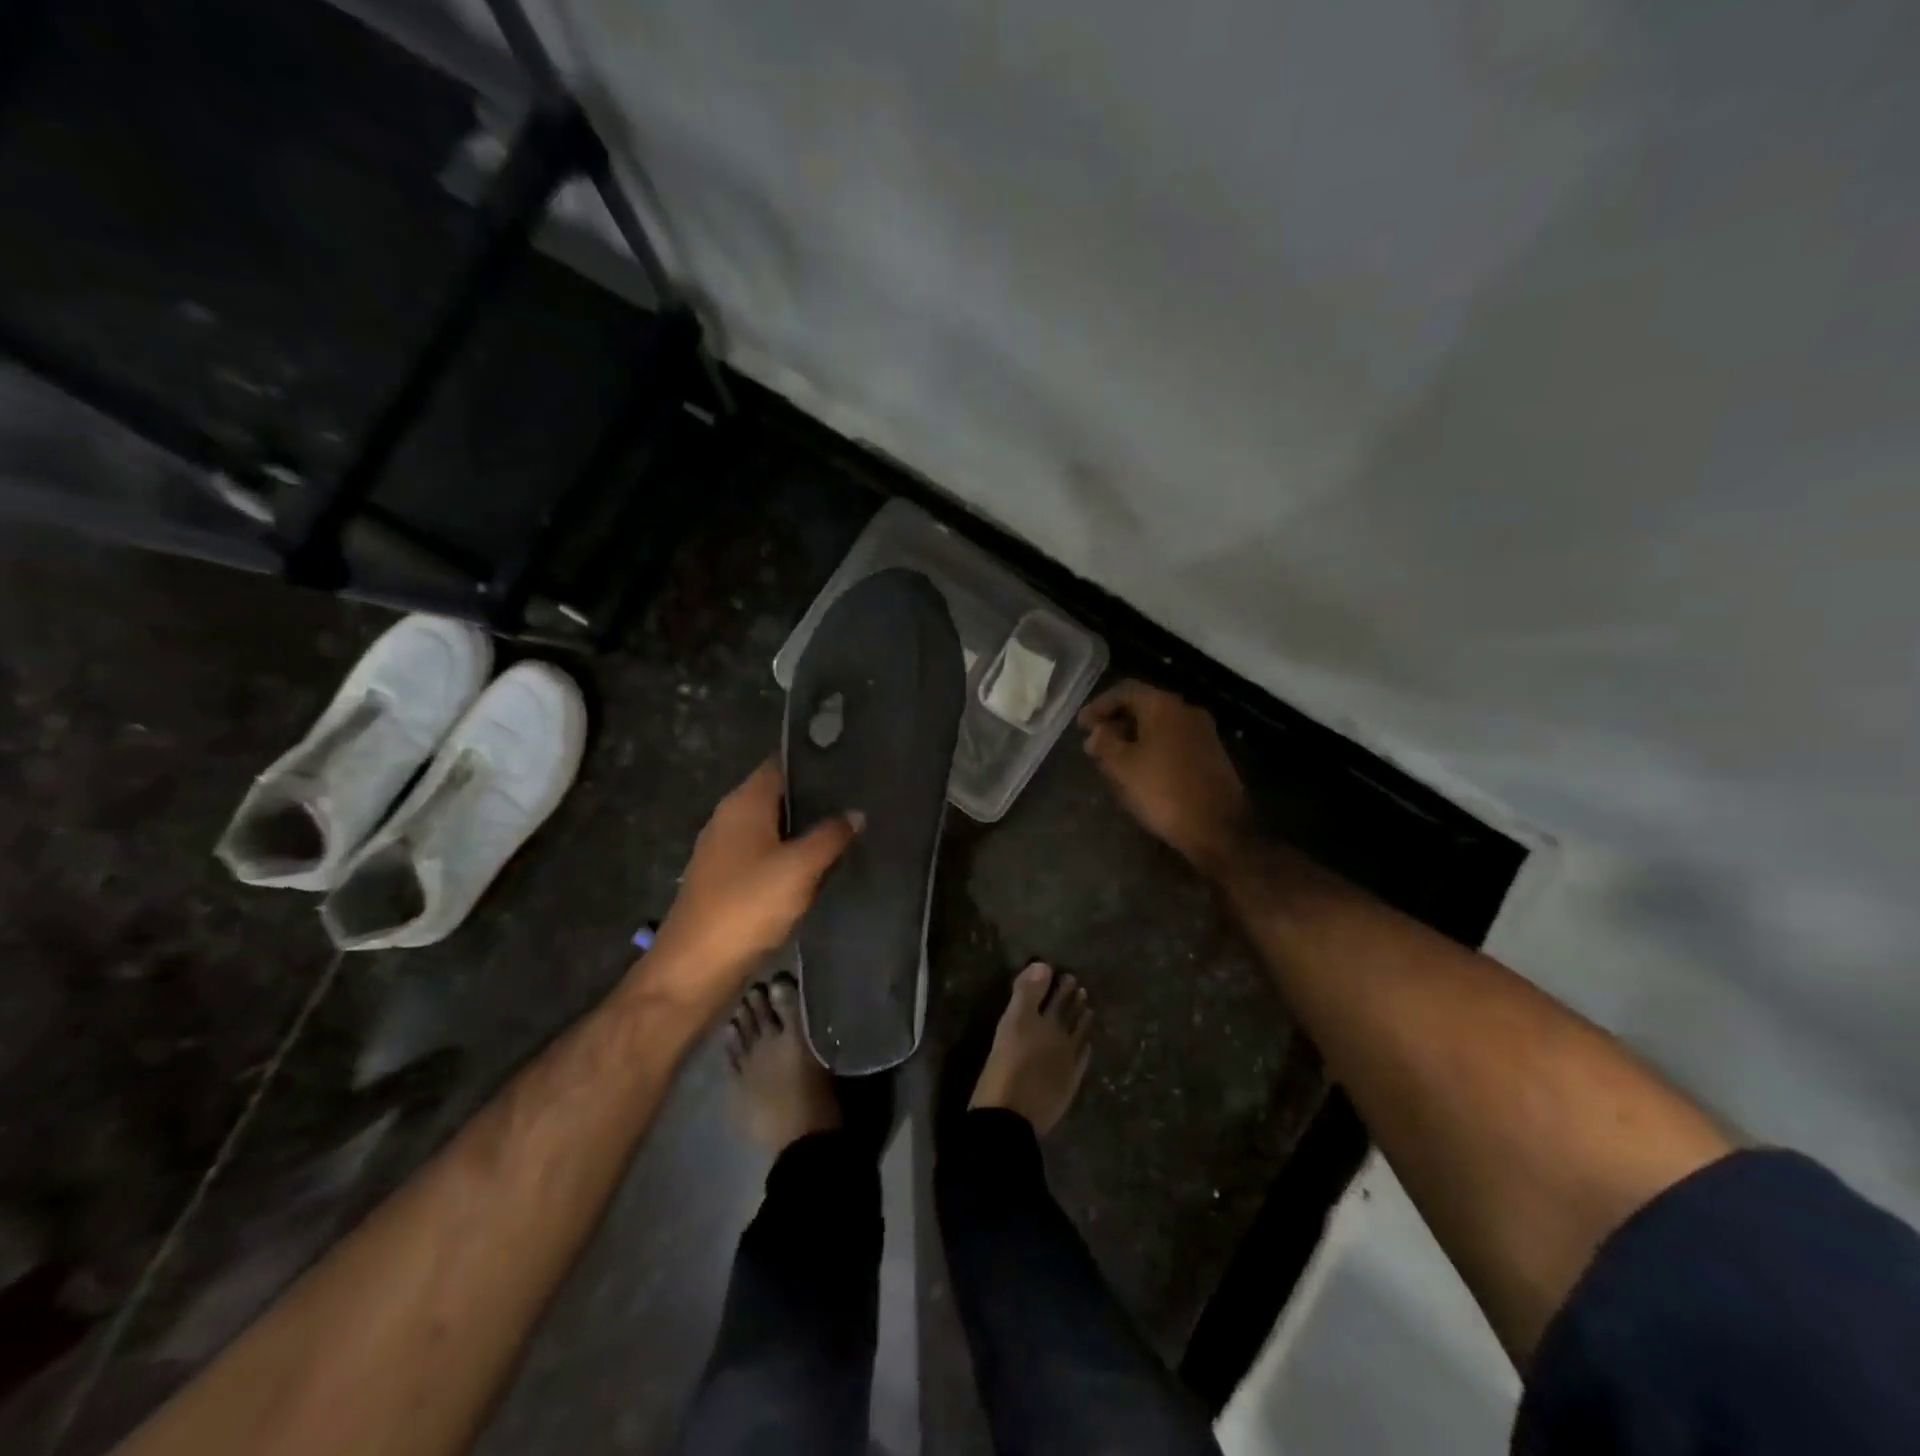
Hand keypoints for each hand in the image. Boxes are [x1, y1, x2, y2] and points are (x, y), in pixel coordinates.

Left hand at [645, 761, 859, 1012]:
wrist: (695, 968)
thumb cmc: (747, 905)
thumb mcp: (800, 868)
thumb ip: (830, 836)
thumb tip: (856, 813)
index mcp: (743, 803)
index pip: (780, 764)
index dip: (813, 762)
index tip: (850, 765)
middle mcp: (729, 818)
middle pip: (777, 797)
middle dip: (814, 799)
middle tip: (858, 801)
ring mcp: (724, 850)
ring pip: (772, 829)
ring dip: (803, 832)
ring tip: (846, 832)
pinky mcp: (725, 880)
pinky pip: (764, 856)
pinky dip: (789, 858)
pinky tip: (816, 869)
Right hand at [1079, 680, 1249, 876]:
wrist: (1217, 828)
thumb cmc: (1162, 791)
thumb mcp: (1122, 767)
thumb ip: (1104, 742)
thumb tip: (1097, 731)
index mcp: (1163, 706)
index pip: (1124, 691)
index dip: (1099, 705)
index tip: (1081, 726)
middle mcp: (1186, 711)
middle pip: (1144, 705)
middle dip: (1116, 721)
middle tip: (1095, 743)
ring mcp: (1203, 733)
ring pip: (1160, 724)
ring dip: (1134, 736)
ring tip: (1114, 759)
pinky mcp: (1212, 754)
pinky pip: (1174, 740)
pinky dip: (1153, 747)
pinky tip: (1141, 769)